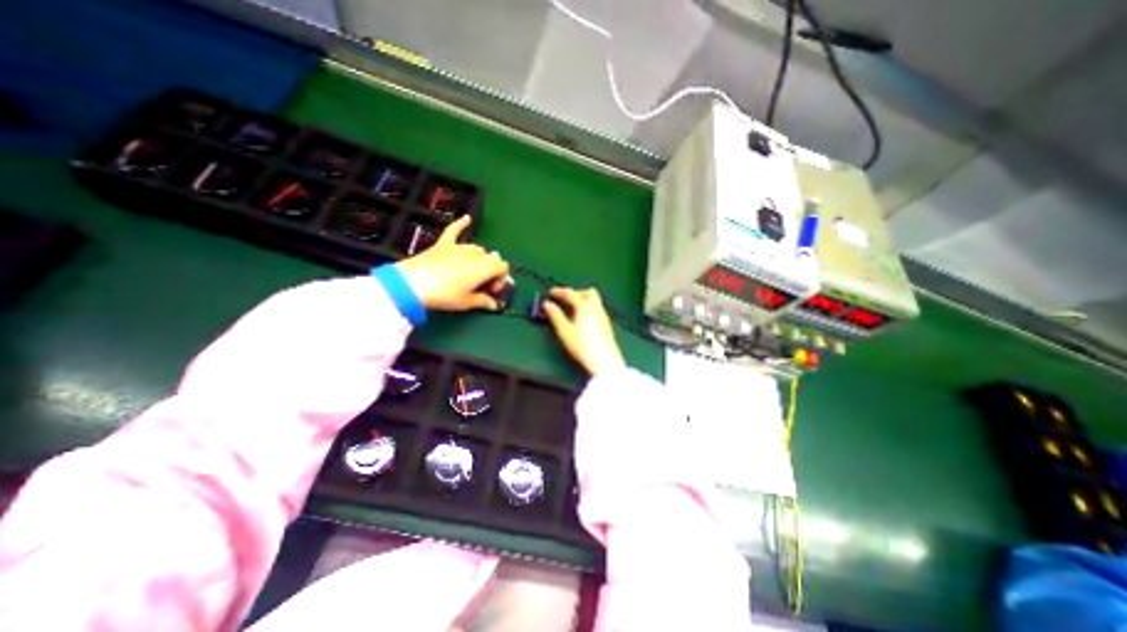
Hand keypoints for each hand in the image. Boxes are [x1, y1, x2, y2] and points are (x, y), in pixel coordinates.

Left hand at [393, 215, 505, 311]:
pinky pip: (454, 230)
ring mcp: (459, 247)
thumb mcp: (467, 302)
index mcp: (485, 267)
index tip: (491, 291)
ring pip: (477, 249)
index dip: (501, 279)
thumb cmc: (445, 295)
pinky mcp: (443, 244)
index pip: (503, 268)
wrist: (413, 284)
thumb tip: (494, 305)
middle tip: (481, 285)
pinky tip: (467, 218)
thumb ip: (484, 302)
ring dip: (479, 259)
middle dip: (490, 271)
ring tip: (471, 273)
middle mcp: (476, 253)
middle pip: (491, 258)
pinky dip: (461, 224)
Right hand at [543, 289, 629, 377]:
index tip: (550, 293)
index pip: (571, 293)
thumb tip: (547, 304)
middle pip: (586, 292)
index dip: (559, 291)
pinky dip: (587, 308)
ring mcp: (603, 315)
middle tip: (563, 300)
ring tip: (571, 309)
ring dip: (582, 299)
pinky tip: (582, 319)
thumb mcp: (564, 331)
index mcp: (585, 306)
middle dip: (574, 293)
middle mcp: (596, 308)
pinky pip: (596, 308)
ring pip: (594, 299)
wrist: (604, 362)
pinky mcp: (606, 324)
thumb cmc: (582, 346)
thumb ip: (555, 316)